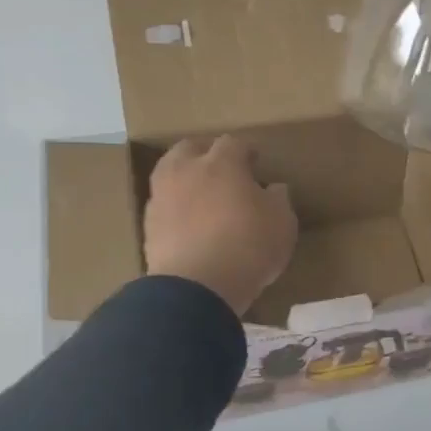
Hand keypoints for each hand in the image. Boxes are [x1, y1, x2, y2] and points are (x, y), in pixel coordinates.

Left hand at [143, 136, 297, 315]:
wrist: (197, 287)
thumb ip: (278, 199)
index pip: (233, 143)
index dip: (246, 151)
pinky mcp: (148, 226)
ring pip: (170, 173)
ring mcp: (162, 197)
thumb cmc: (248, 247)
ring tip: (202, 195)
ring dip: (186, 177)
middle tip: (223, 170)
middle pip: (190, 147)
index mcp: (221, 163)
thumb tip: (273, 188)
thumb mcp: (282, 223)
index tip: (256, 162)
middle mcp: (186, 171)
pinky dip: (176, 206)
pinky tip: (190, 223)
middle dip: (206, 153)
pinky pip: (164, 204)